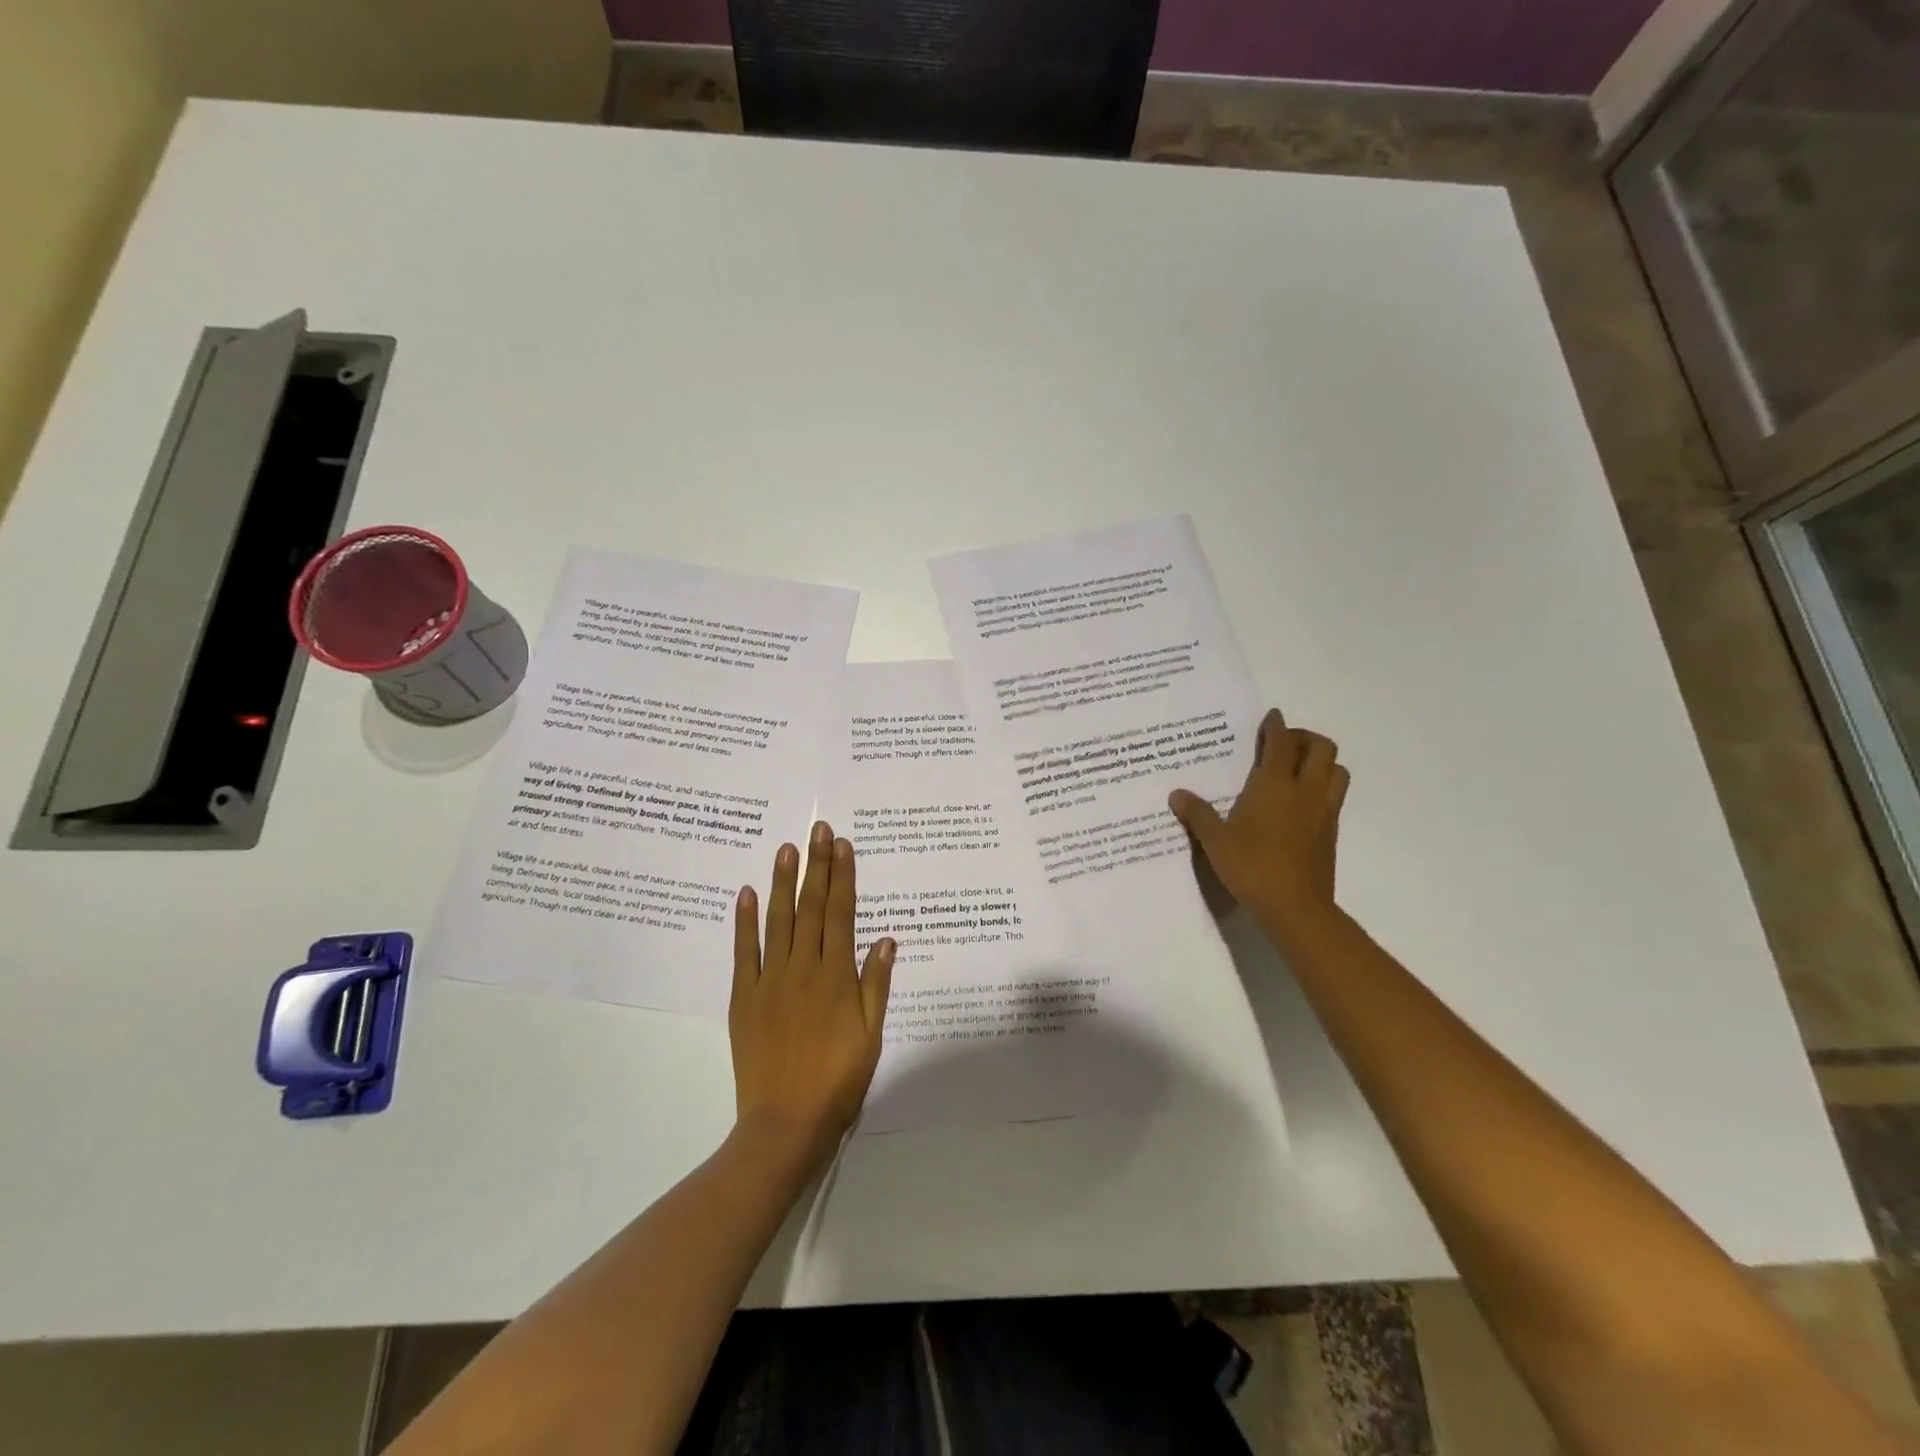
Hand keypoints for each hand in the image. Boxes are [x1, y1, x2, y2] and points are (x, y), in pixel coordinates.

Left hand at [731, 821, 894, 1166]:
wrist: (785, 1123)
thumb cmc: (838, 1080)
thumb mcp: (871, 1035)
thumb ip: (876, 984)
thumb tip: (885, 938)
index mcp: (835, 976)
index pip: (840, 914)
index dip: (842, 877)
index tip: (842, 845)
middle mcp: (802, 968)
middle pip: (810, 907)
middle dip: (816, 866)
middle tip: (817, 829)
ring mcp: (769, 980)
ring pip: (777, 920)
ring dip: (782, 882)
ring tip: (786, 848)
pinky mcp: (743, 997)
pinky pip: (743, 952)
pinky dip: (744, 921)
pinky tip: (746, 893)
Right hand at [1168, 708, 1349, 939]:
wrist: (1295, 906)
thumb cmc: (1251, 866)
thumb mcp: (1215, 840)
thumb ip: (1198, 814)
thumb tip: (1177, 794)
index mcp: (1274, 784)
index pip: (1281, 742)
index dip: (1276, 726)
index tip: (1272, 717)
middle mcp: (1304, 790)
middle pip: (1321, 747)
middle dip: (1304, 738)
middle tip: (1283, 745)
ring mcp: (1323, 811)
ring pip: (1336, 770)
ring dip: (1321, 762)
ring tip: (1298, 770)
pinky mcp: (1332, 832)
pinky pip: (1335, 796)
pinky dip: (1322, 787)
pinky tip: (1301, 802)